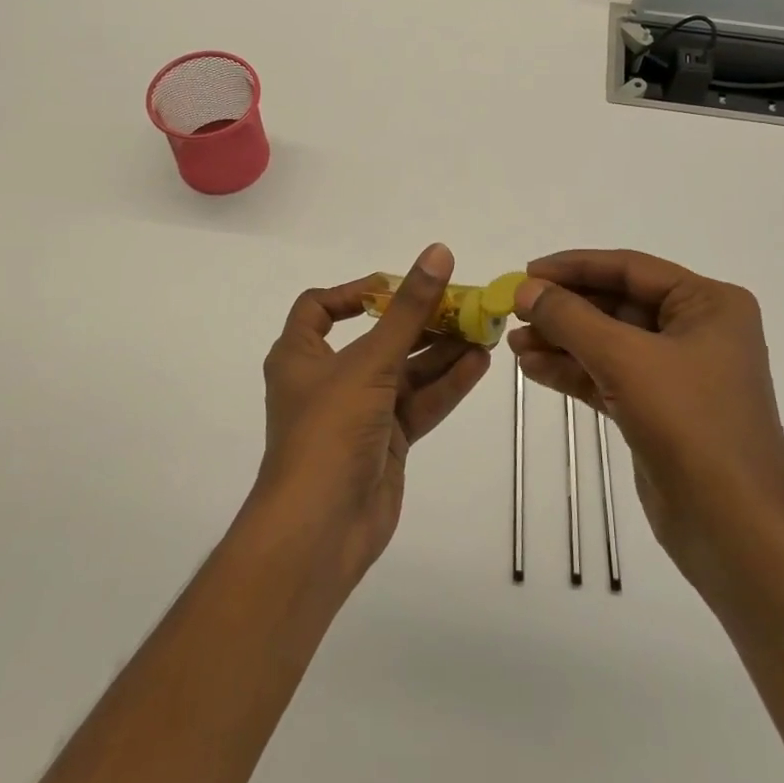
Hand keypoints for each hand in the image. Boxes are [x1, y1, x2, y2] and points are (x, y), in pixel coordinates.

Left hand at [256, 243, 491, 584]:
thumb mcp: (370, 361)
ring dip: (441, 351)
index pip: (320, 308)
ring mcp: (359, 413)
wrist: (320, 529)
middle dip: (419, 321)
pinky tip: (479, 364)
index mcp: (301, 355)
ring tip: (483, 330)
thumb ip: (409, 309)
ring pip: (404, 371)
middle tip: (463, 304)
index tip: (398, 286)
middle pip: (377, 338)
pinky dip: (445, 384)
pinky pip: (418, 403)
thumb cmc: (330, 430)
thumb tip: (438, 252)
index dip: (356, 292)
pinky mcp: (386, 442)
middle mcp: (328, 379)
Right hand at [509, 249, 783, 597]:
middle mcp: (697, 331)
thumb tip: (526, 289)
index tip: (526, 272)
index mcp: (708, 304)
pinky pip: (609, 376)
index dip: (574, 267)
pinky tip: (533, 369)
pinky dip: (573, 371)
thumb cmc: (691, 425)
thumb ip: (571, 319)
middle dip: (565, 309)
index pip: (630, 268)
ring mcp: (678, 374)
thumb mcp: (625, 360)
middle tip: (514, 311)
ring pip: (609, 342)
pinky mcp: (659, 411)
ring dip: (562, 341)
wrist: (736, 532)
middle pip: (617, 304)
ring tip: (514, 344)